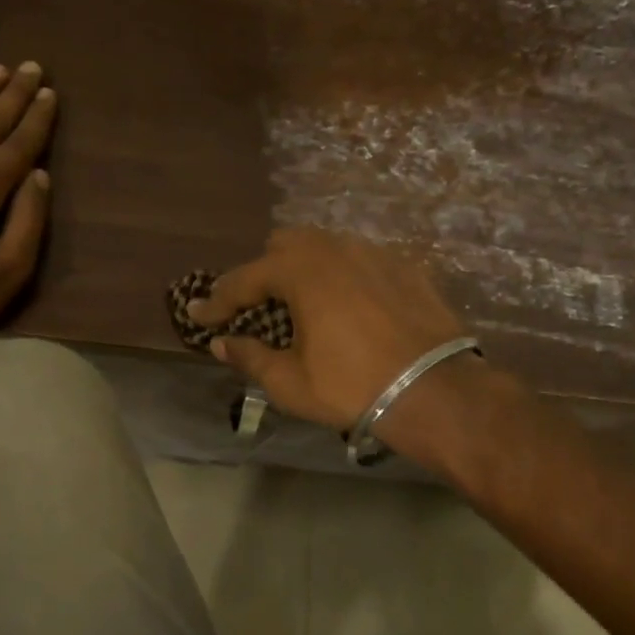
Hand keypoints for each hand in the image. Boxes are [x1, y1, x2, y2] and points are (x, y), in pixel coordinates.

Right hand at [187, 229, 478, 437]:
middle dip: (263, 272)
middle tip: (257, 306)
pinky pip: (361, 259)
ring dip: (304, 269)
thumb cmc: (352, 387)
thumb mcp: (289, 382)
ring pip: (326, 246)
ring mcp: (374, 253)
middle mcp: (334, 249)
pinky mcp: (405, 266)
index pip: (243, 280)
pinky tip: (349, 306)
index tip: (199, 315)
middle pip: (284, 244)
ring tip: (303, 303)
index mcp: (300, 271)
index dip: (217, 301)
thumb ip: (250, 357)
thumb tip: (221, 343)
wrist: (435, 390)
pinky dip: (343, 276)